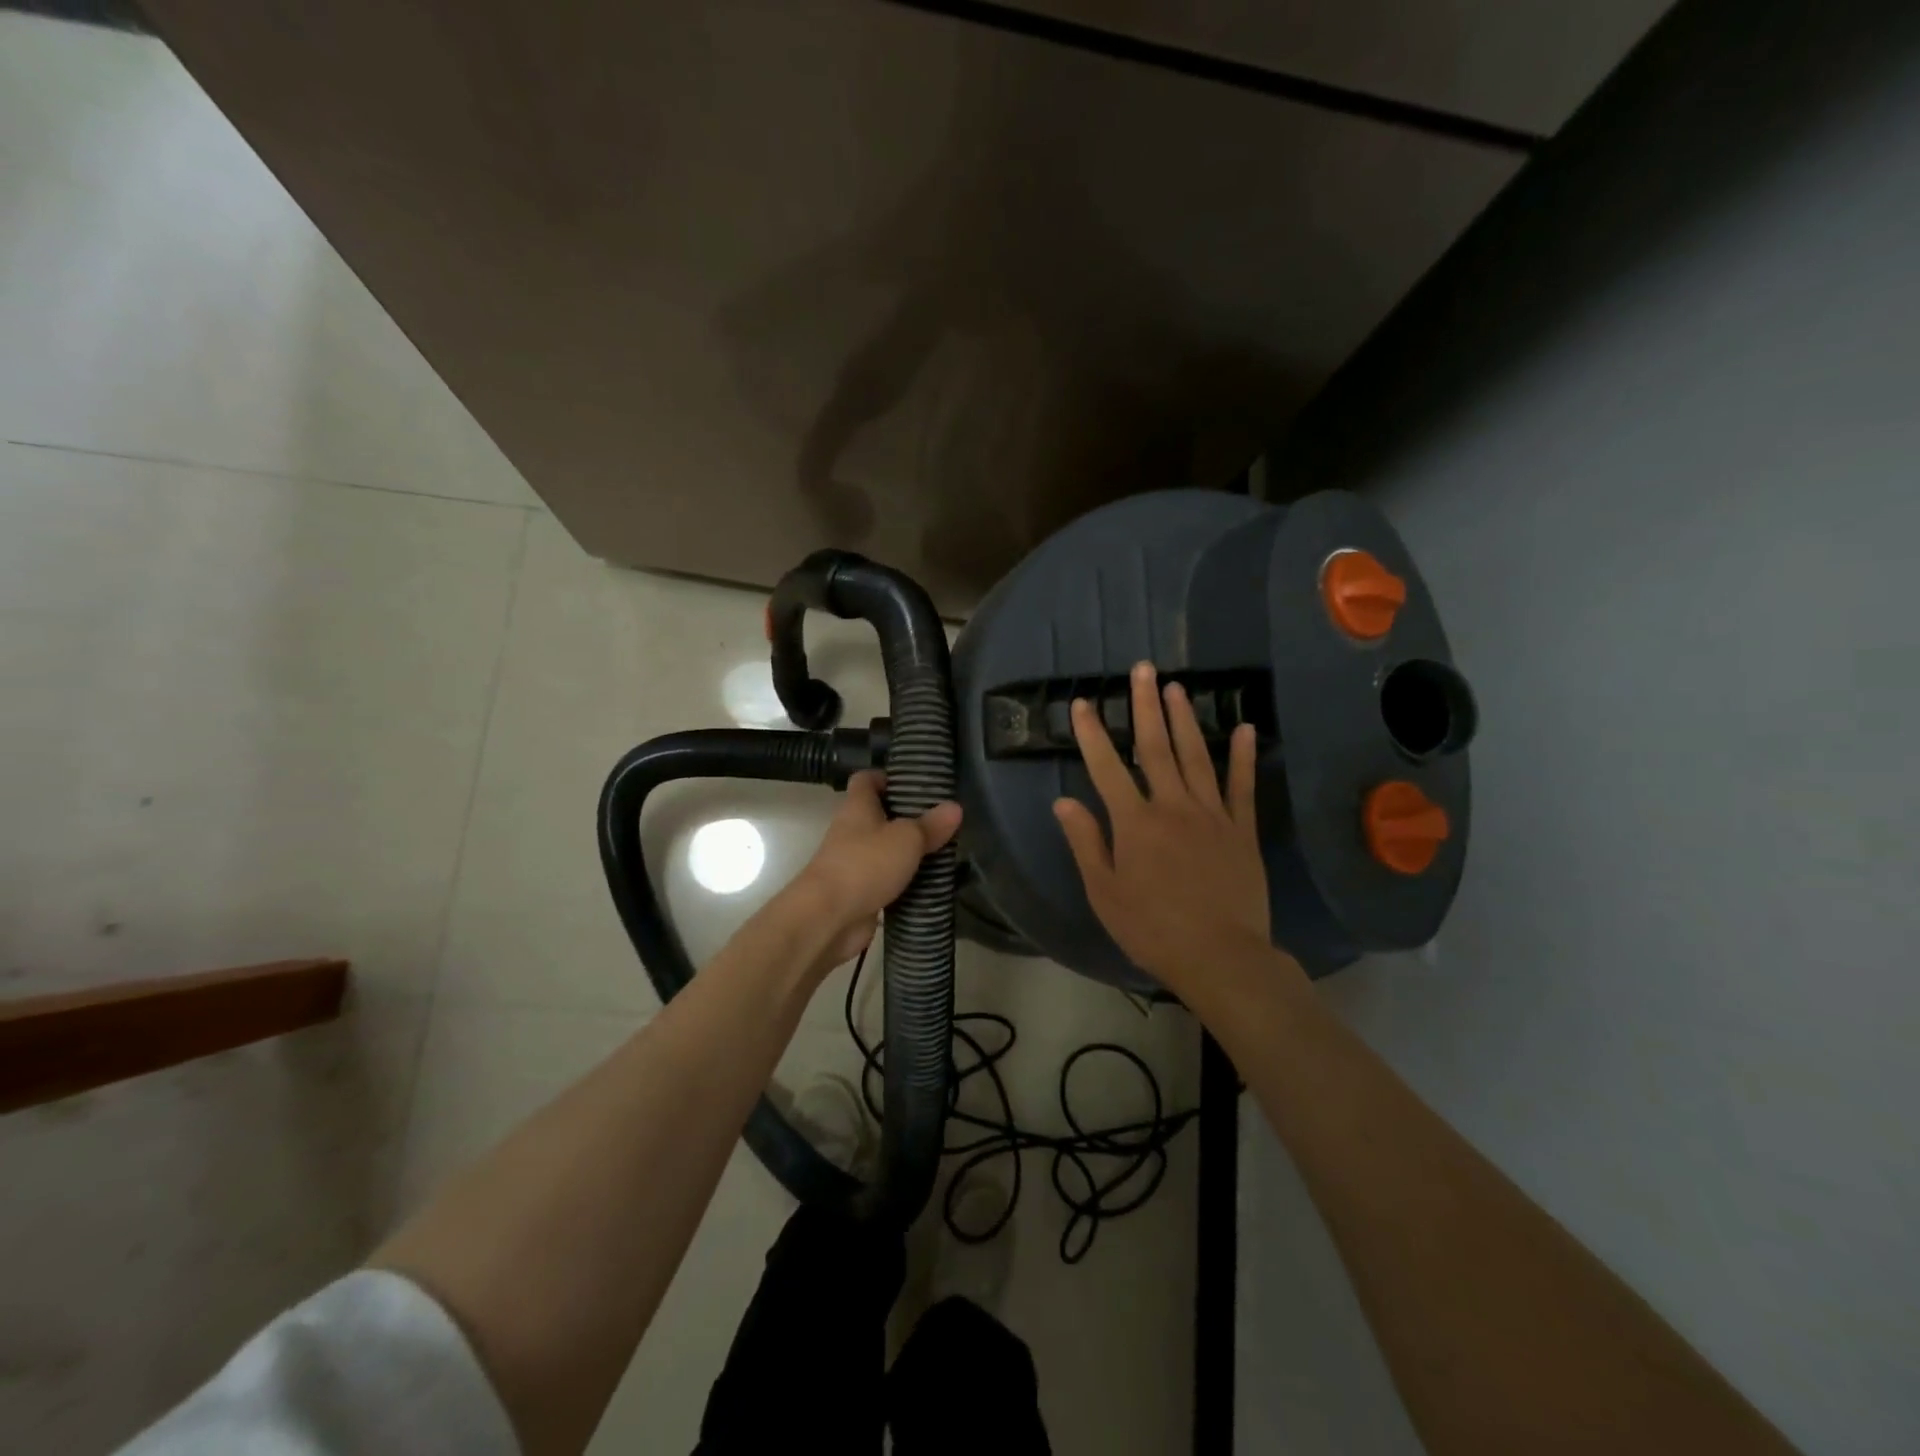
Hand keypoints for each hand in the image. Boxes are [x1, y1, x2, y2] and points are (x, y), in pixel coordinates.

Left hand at [774, 770, 961, 977]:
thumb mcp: (906, 838)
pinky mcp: (859, 893)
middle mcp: (852, 831)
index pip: (866, 780)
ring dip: (908, 852)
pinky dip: (905, 882)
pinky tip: (930, 883)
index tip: (916, 782)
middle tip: (941, 819)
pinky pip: (886, 880)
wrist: (828, 918)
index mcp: (858, 807)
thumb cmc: (865, 864)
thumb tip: (955, 807)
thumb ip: (930, 824)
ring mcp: (854, 863)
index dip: (888, 777)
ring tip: (944, 850)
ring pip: (884, 849)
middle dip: (907, 817)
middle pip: (878, 815)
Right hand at [1053, 662, 1283, 993]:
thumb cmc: (1153, 929)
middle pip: (1156, 748)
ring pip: (1196, 757)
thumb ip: (1086, 843)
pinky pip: (1242, 786)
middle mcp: (1173, 807)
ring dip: (1185, 720)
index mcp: (1135, 823)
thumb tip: (1064, 802)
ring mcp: (1212, 815)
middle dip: (1146, 706)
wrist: (1220, 957)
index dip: (1092, 733)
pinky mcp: (1241, 830)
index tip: (1084, 703)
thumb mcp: (1104, 892)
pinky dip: (1242, 757)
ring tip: (1177, 688)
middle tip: (1144, 669)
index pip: (1107, 768)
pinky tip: (1242, 728)